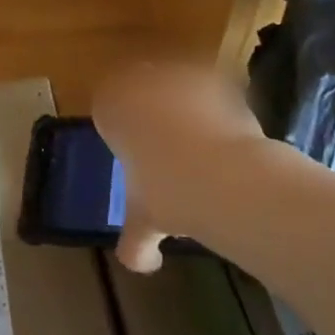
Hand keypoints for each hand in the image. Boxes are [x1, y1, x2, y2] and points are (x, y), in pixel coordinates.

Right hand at [93, 60, 269, 274]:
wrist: (224, 175)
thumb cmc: (167, 193)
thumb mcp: (143, 220)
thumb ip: (135, 241)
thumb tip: (139, 262)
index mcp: (109, 106)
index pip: (107, 109)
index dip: (122, 132)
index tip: (136, 157)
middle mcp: (138, 79)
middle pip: (141, 93)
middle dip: (152, 115)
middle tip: (169, 151)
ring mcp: (178, 73)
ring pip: (175, 87)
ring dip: (185, 108)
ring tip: (203, 146)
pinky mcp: (215, 76)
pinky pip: (210, 90)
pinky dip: (217, 107)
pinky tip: (227, 137)